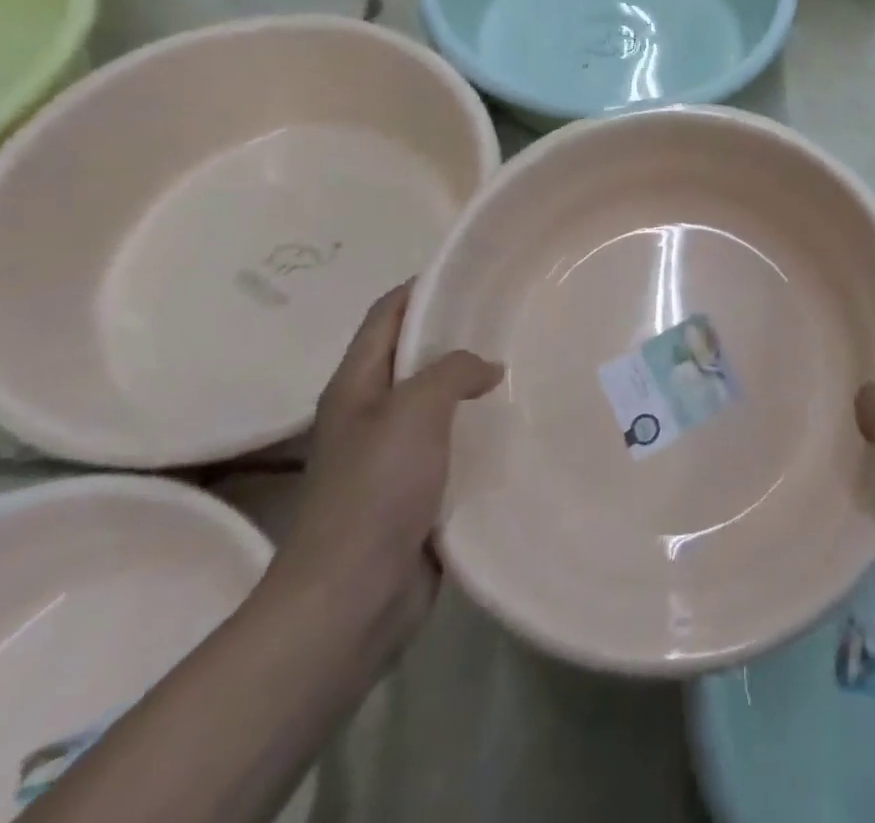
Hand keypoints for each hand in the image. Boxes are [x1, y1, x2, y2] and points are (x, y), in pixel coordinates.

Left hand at [259, 283, 501, 665]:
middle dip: (458, 333)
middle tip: (511, 319)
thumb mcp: (415, 410)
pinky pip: (451, 444)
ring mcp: (391, 455)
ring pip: (437, 401)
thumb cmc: (375, 492)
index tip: (474, 273)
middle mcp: (371, 412)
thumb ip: (453, 371)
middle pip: (414, 354)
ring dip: (472, 385)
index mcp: (356, 385)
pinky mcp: (415, 491)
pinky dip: (478, 430)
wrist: (350, 600)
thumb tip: (487, 369)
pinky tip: (515, 425)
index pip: (388, 313)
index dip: (424, 286)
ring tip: (524, 366)